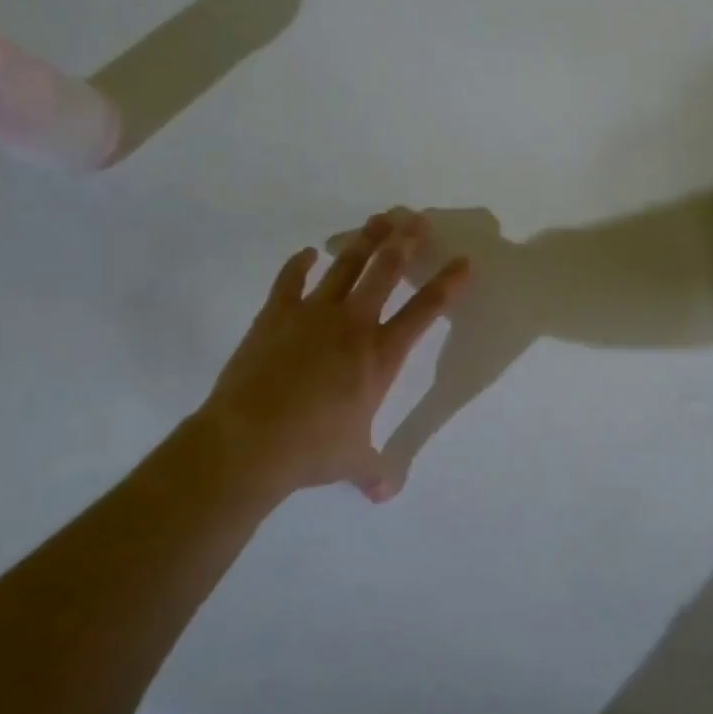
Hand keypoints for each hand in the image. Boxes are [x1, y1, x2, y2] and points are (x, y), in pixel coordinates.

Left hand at [196, 209, 470, 506]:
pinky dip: (299, 264)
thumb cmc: (311, 450)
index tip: (464, 261)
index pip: (425, 311)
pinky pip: (290, 280)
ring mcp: (312, 315)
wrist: (248, 443)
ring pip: (346, 266)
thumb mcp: (352, 462)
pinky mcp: (275, 315)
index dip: (448, 284)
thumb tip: (386, 495)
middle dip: (405, 242)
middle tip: (417, 218)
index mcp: (380, 356)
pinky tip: (308, 252)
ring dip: (364, 240)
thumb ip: (375, 471)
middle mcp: (353, 325)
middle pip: (385, 271)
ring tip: (378, 219)